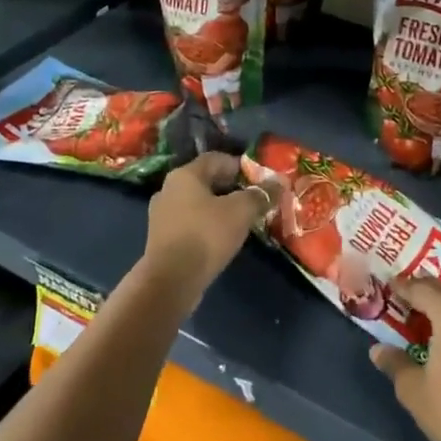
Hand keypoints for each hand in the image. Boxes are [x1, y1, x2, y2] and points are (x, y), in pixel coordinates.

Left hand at [143, 151, 266, 307]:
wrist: (170, 282)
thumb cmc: (206, 235)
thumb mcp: (241, 211)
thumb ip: (260, 195)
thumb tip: (279, 183)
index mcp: (184, 175)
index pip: (216, 159)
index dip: (240, 165)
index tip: (260, 178)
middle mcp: (168, 189)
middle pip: (206, 180)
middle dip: (231, 188)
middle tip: (254, 199)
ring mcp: (161, 216)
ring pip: (197, 204)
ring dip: (219, 208)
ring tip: (241, 220)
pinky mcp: (162, 239)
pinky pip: (189, 223)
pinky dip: (206, 226)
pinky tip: (222, 238)